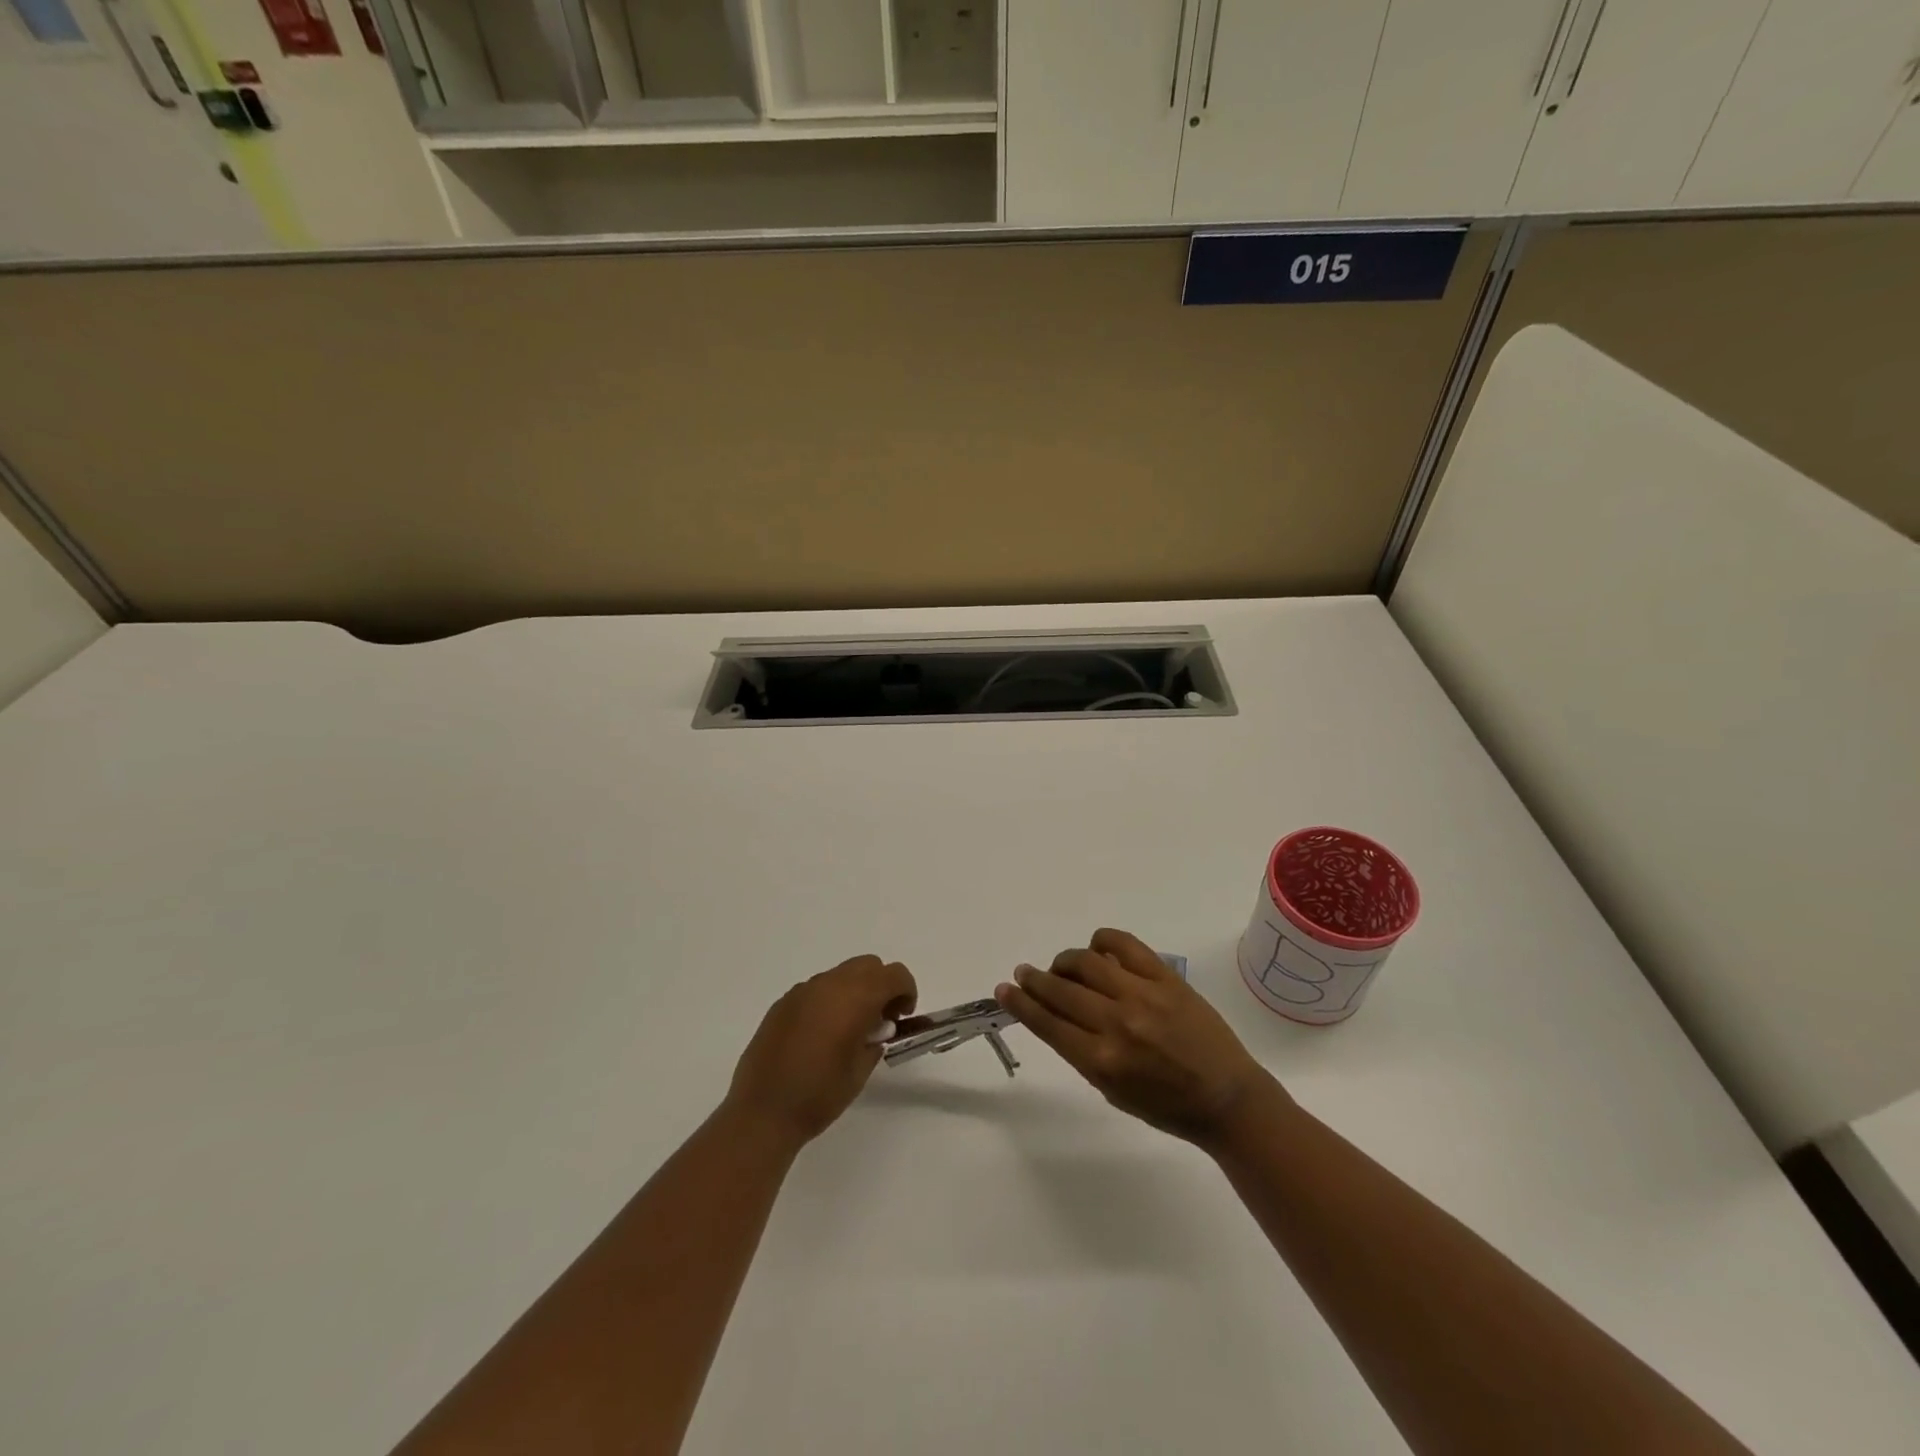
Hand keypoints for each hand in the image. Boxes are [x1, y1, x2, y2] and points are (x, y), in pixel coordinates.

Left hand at [725, 955, 916, 1147]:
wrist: (762, 1112)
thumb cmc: (819, 1094)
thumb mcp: (861, 1069)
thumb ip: (875, 1039)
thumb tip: (877, 1027)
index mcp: (854, 997)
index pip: (894, 975)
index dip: (906, 991)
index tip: (902, 1018)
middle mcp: (829, 984)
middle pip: (868, 965)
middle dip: (881, 985)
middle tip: (880, 1020)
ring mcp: (802, 991)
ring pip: (841, 974)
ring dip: (854, 991)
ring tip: (848, 1029)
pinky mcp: (783, 1003)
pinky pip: (816, 989)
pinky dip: (829, 1000)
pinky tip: (820, 1034)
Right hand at [995, 929, 1272, 1146]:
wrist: (1226, 1097)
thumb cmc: (1166, 1106)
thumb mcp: (1113, 1091)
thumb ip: (1081, 1052)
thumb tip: (1054, 1014)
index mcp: (1102, 1061)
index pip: (1047, 1023)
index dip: (1020, 1003)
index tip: (1004, 989)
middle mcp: (1117, 1024)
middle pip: (1060, 990)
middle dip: (1034, 980)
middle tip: (1024, 974)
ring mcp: (1142, 996)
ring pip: (1085, 962)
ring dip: (1063, 962)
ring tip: (1061, 967)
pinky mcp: (1165, 977)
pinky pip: (1123, 944)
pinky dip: (1102, 941)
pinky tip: (1097, 950)